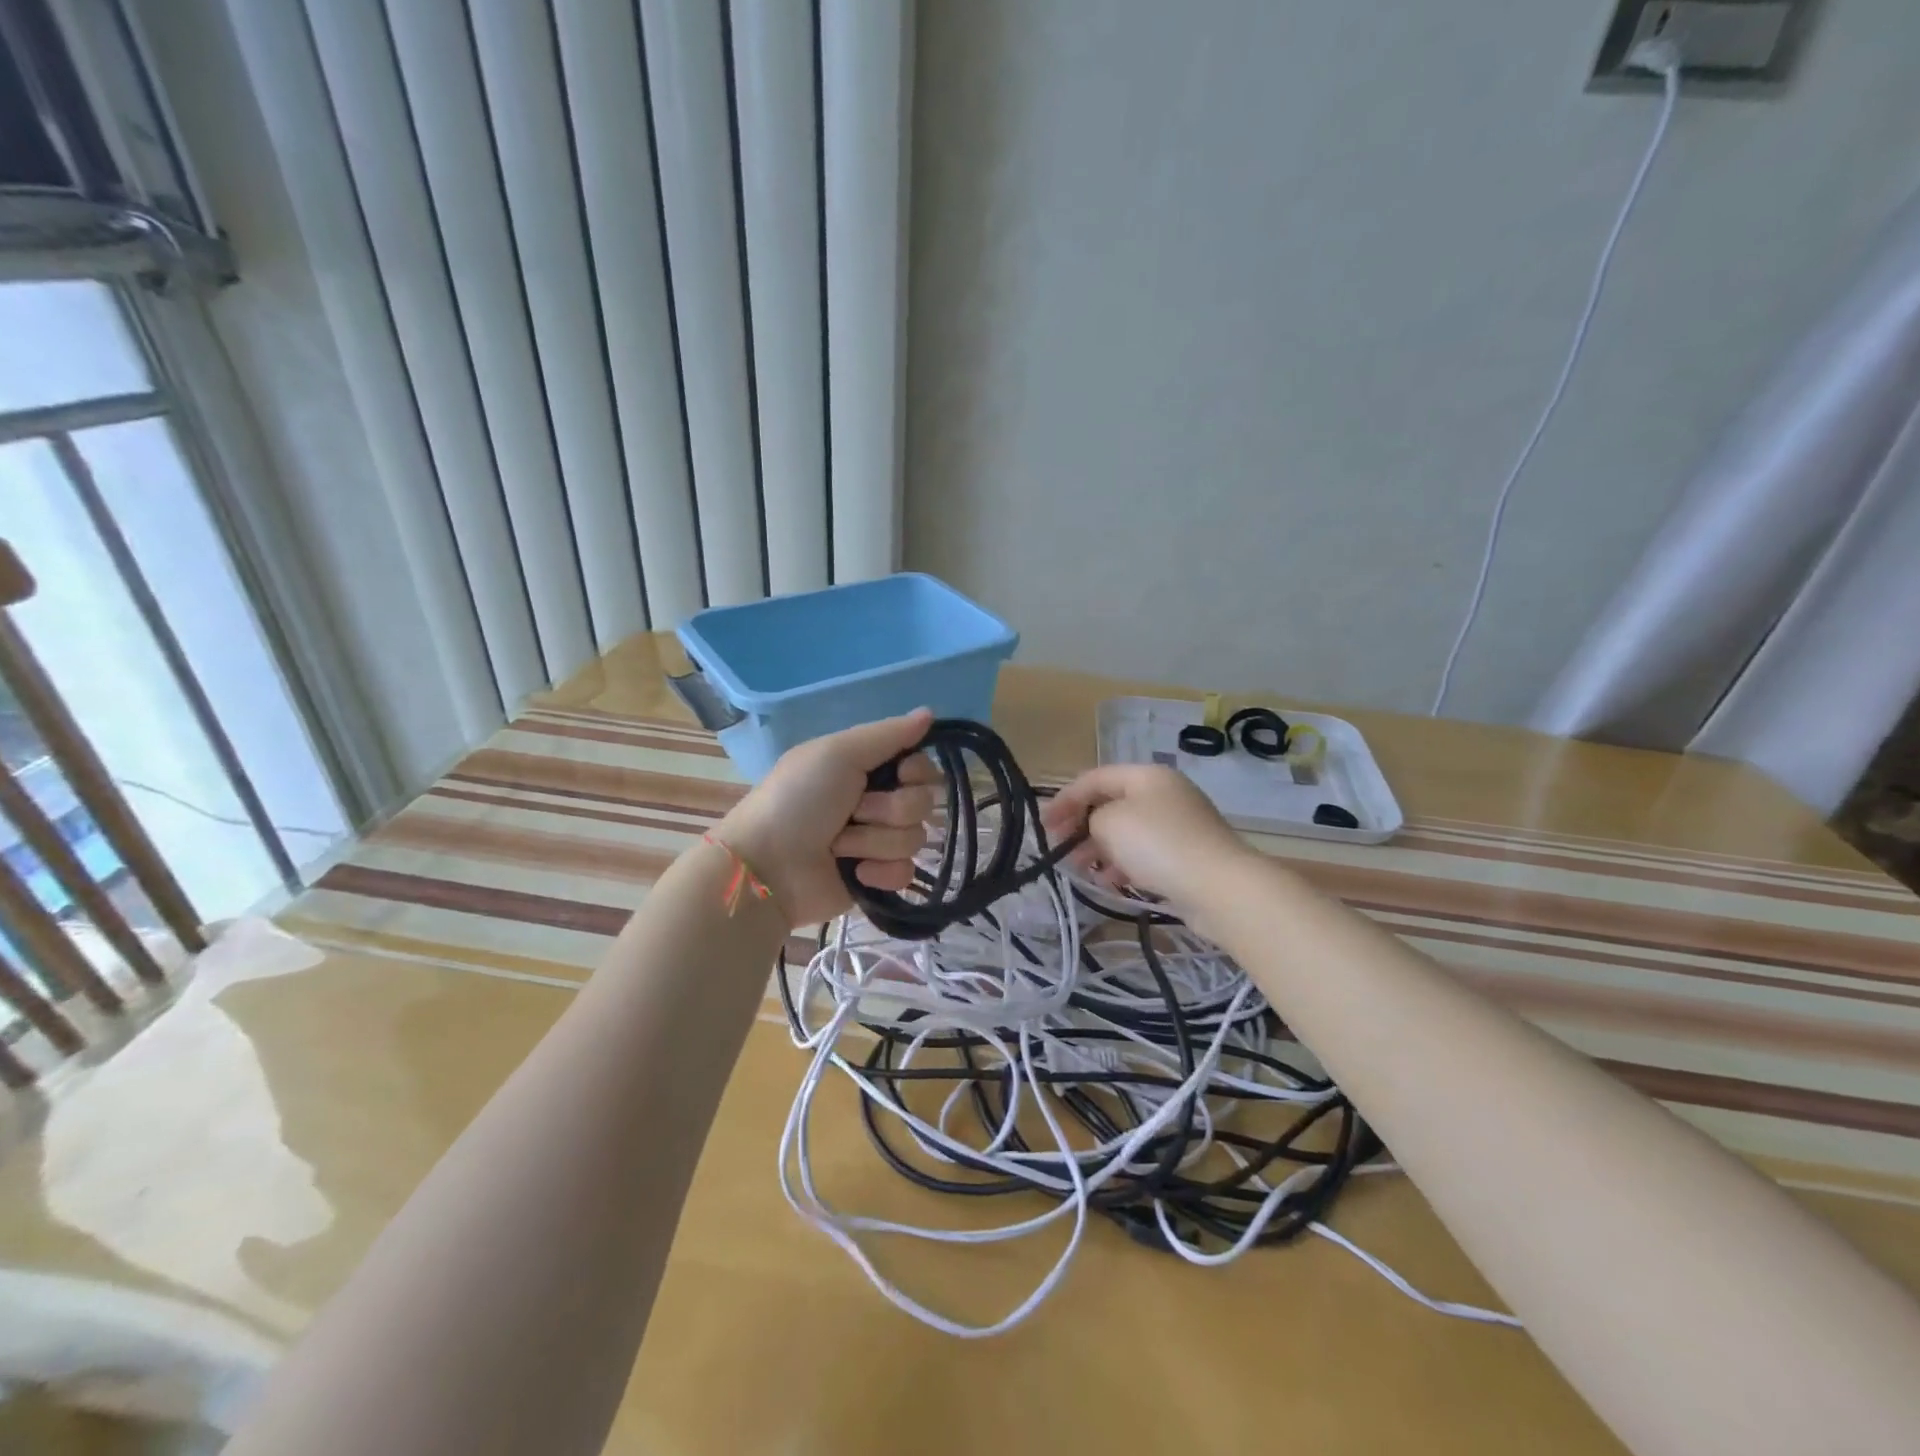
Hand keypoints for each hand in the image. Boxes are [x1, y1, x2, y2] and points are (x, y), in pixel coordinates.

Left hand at [712, 709, 939, 926]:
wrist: (767, 866)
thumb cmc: (797, 800)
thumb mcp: (837, 753)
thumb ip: (888, 734)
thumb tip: (930, 712)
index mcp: (866, 768)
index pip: (921, 766)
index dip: (917, 771)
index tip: (899, 774)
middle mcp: (876, 802)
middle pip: (923, 802)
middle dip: (890, 809)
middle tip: (853, 812)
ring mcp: (876, 843)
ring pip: (914, 838)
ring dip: (874, 841)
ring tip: (839, 845)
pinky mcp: (876, 879)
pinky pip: (905, 873)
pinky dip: (880, 873)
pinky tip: (854, 873)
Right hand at [1041, 764, 1252, 913]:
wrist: (1220, 887)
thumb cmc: (1158, 845)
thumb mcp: (1110, 822)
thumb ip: (1091, 817)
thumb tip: (1099, 827)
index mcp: (1147, 775)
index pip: (1095, 778)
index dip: (1065, 799)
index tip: (1044, 825)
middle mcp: (1165, 793)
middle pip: (1112, 803)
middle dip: (1082, 825)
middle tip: (1060, 848)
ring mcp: (1180, 824)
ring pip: (1128, 831)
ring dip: (1100, 848)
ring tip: (1082, 870)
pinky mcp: (1188, 855)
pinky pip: (1146, 853)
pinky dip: (1124, 863)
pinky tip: (1111, 882)